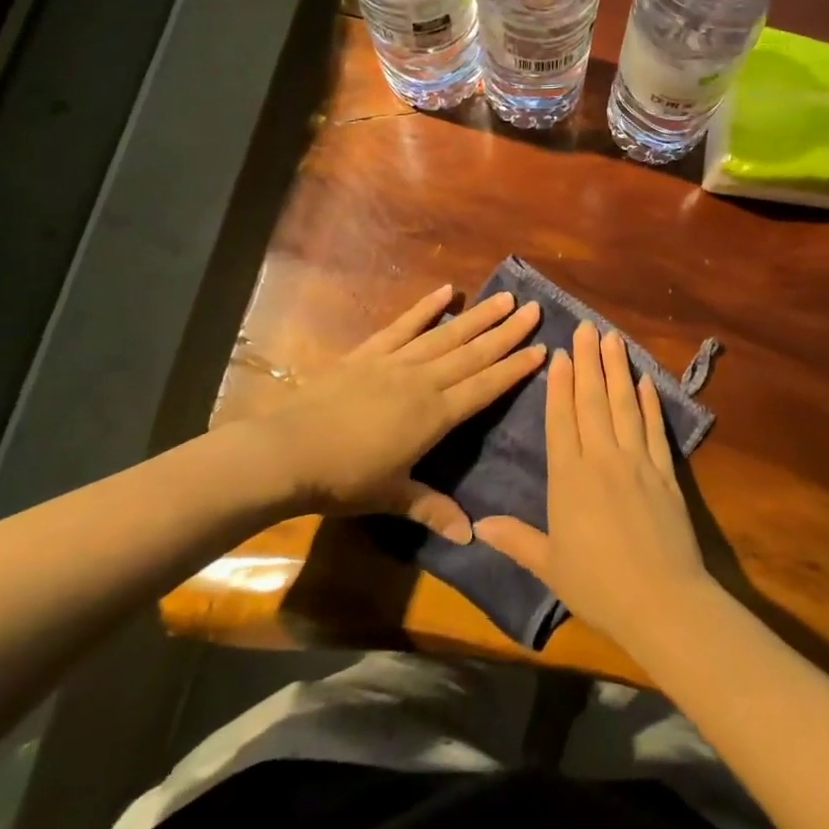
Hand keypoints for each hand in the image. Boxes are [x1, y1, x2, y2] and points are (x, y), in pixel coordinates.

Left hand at [234, 285, 544, 541]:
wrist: (287, 451)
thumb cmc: (343, 479)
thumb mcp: (392, 497)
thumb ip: (433, 510)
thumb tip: (471, 537)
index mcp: (435, 416)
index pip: (485, 387)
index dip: (514, 369)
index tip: (542, 348)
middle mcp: (423, 381)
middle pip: (473, 354)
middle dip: (506, 333)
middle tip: (534, 310)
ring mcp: (395, 362)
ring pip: (446, 335)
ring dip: (477, 316)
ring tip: (504, 298)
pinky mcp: (368, 353)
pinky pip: (403, 326)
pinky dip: (425, 308)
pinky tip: (446, 291)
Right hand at [475, 322, 712, 647]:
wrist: (661, 600)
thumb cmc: (597, 584)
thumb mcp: (548, 565)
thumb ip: (515, 540)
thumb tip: (476, 526)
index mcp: (569, 477)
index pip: (561, 419)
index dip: (559, 384)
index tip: (560, 352)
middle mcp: (603, 459)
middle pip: (593, 401)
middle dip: (588, 361)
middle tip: (586, 327)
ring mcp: (638, 461)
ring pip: (624, 405)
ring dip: (618, 370)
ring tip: (613, 338)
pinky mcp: (666, 472)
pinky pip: (655, 429)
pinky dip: (650, 402)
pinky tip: (645, 381)